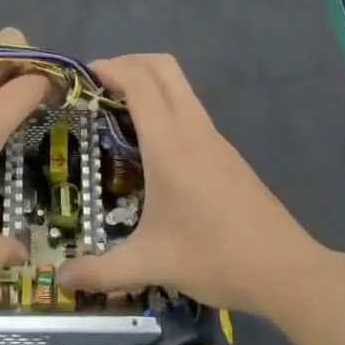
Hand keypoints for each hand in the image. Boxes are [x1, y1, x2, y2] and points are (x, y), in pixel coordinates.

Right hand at [57, 54, 324, 315]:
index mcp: (169, 143)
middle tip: (97, 85)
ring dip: (148, 80)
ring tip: (117, 109)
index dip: (109, 68)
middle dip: (128, 62)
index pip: (138, 82)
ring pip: (179, 84)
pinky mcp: (226, 151)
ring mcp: (213, 137)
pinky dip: (164, 103)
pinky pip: (189, 107)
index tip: (80, 76)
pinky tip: (150, 142)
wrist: (285, 269)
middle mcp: (192, 128)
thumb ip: (100, 272)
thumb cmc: (214, 257)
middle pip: (162, 67)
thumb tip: (59, 281)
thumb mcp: (151, 264)